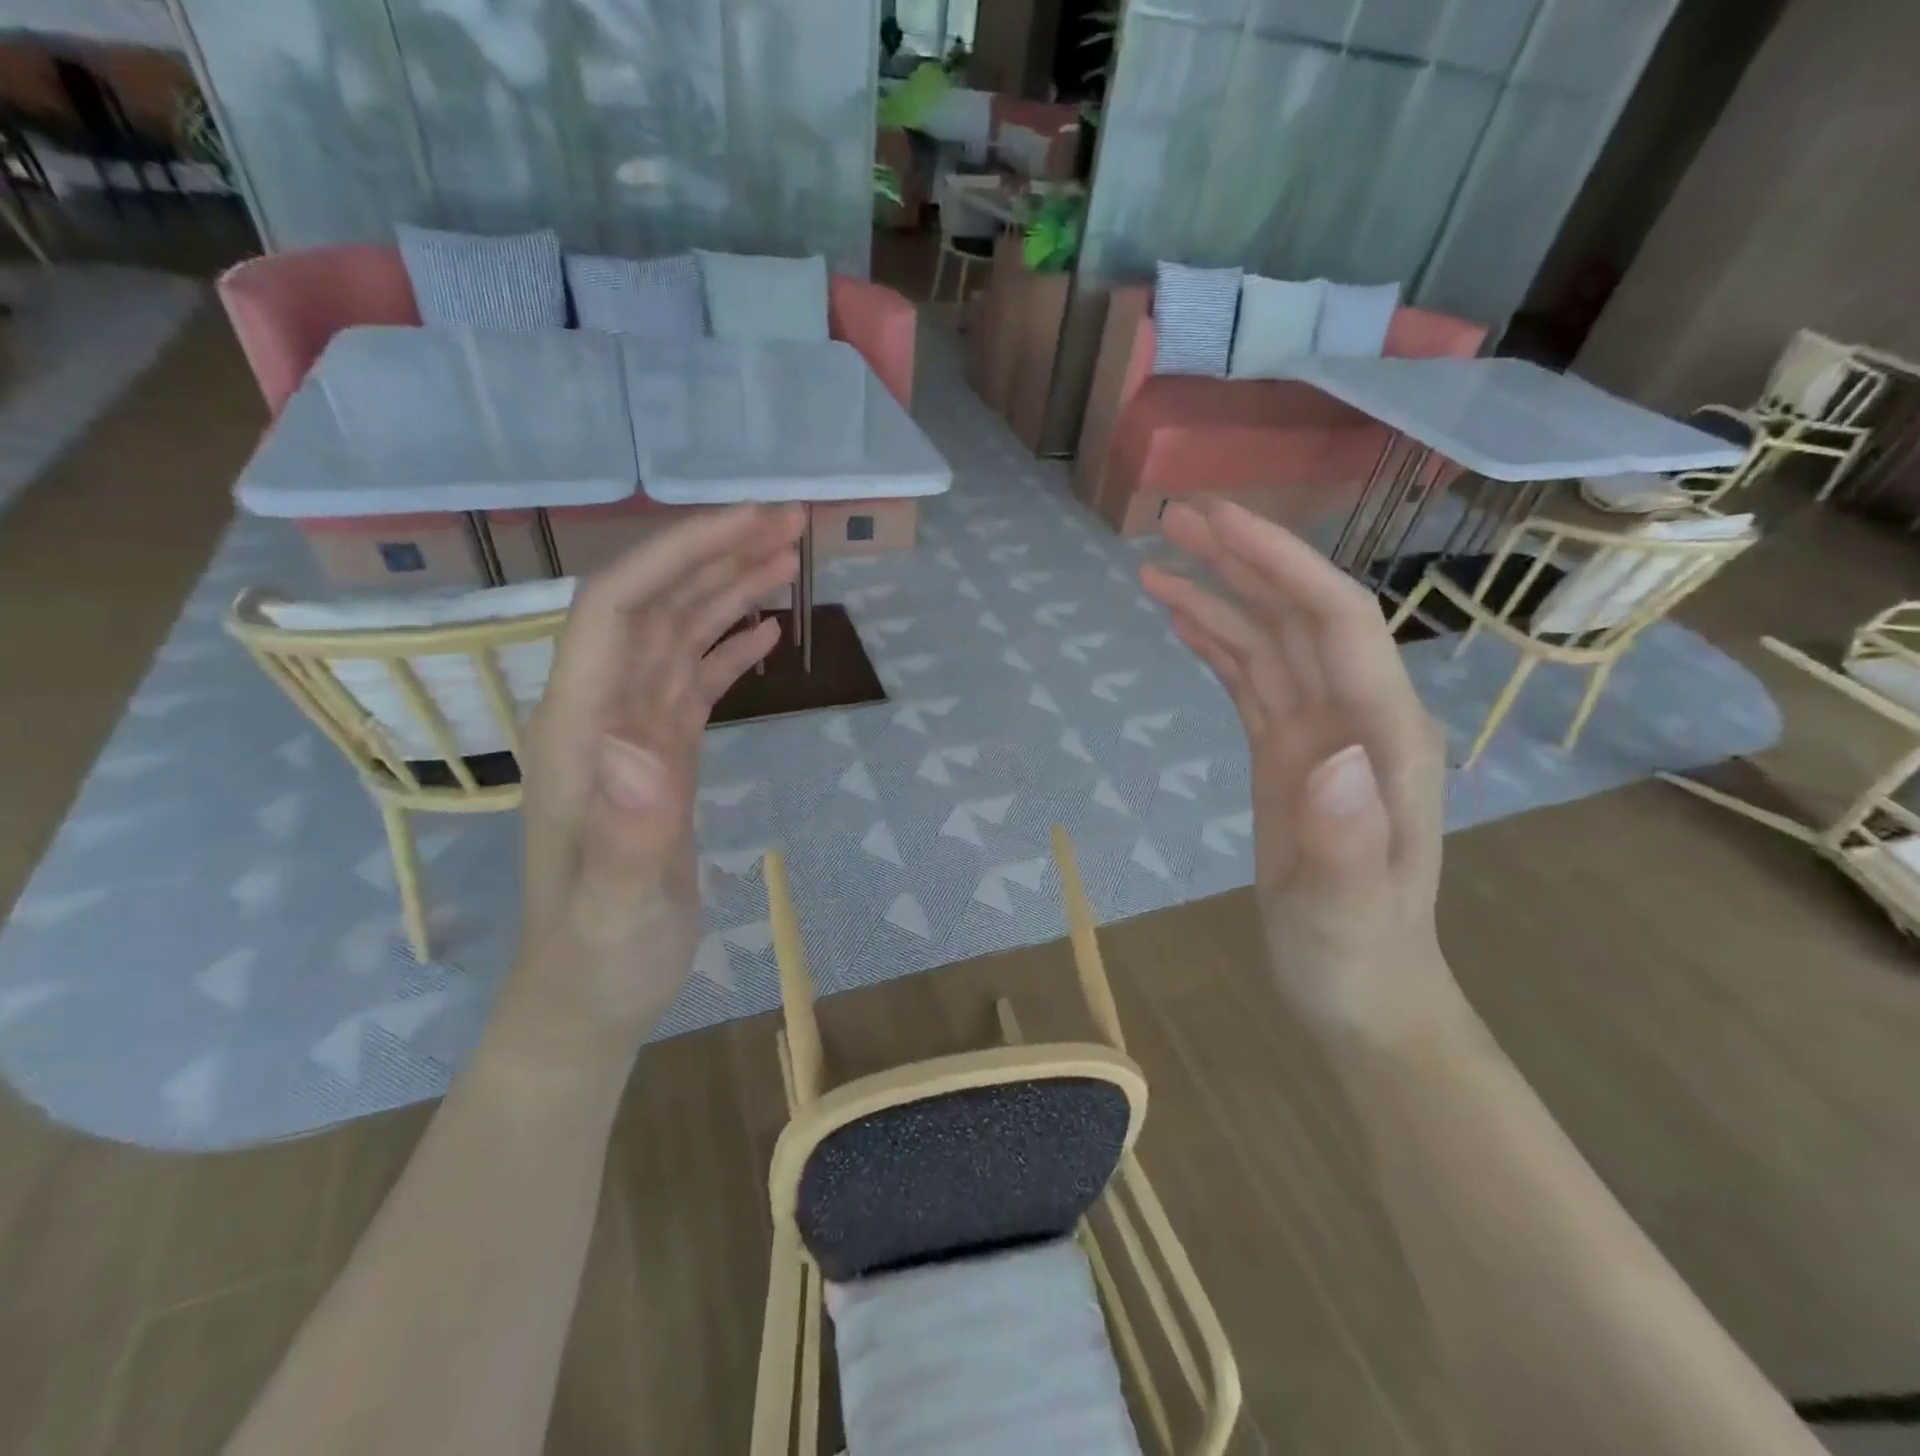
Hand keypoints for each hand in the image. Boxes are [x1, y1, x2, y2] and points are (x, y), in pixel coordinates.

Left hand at [504, 505, 803, 1066]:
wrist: (588, 997)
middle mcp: (599, 714)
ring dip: (726, 592)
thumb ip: (626, 829)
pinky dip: (725, 648)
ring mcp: (629, 735)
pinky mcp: (658, 759)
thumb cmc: (600, 958)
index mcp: (580, 729)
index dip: (680, 553)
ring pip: (675, 637)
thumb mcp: (616, 907)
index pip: (619, 608)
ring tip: (786, 560)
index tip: (752, 522)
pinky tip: (762, 633)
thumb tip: (642, 745)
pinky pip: (691, 682)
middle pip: (652, 606)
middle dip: (715, 555)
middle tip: (791, 525)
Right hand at [1141, 500, 1457, 1041]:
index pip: (1335, 624)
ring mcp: (1319, 733)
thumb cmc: (1359, 956)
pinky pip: (1250, 681)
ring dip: (1219, 596)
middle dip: (1243, 561)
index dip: (1279, 564)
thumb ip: (1350, 839)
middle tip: (1174, 519)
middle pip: (1300, 615)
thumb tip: (1328, 754)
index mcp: (1384, 738)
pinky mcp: (1286, 753)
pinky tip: (1183, 620)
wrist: (1363, 991)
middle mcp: (1356, 718)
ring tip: (1157, 563)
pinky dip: (1217, 643)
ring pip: (1269, 642)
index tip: (1217, 523)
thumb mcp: (1351, 913)